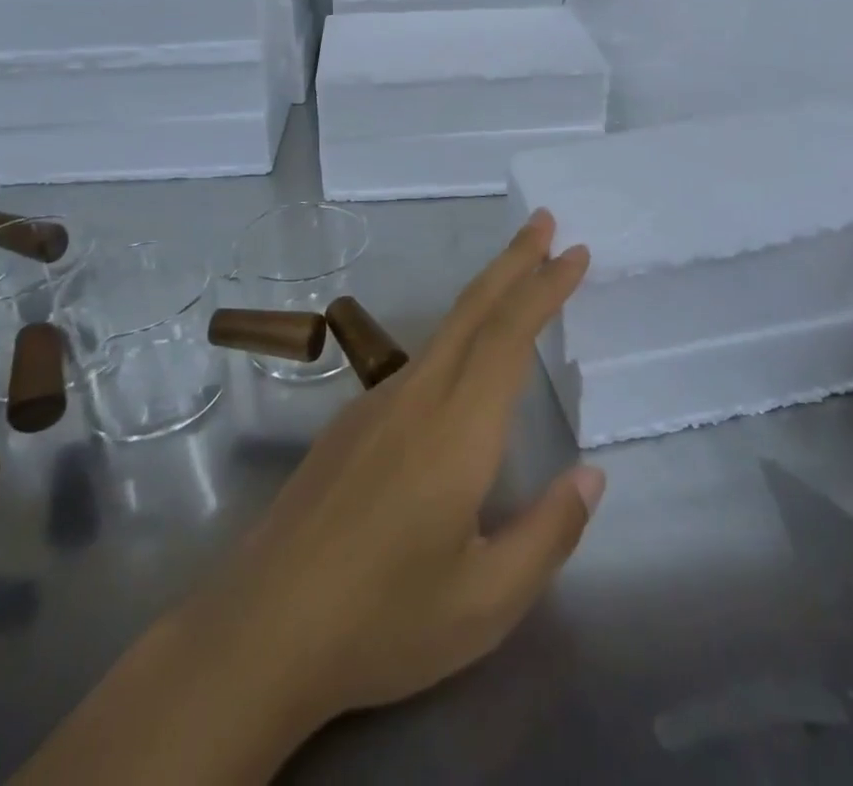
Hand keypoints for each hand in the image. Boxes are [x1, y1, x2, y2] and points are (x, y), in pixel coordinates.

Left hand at [180, 210, 602, 738]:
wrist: (260, 632)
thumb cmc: (382, 622)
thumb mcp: (486, 602)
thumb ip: (549, 534)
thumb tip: (592, 476)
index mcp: (458, 428)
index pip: (509, 335)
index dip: (544, 287)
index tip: (574, 252)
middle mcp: (417, 396)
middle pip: (473, 309)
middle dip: (513, 260)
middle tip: (543, 221)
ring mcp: (376, 405)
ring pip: (445, 330)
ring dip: (487, 293)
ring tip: (517, 278)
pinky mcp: (351, 424)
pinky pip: (419, 361)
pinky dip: (457, 335)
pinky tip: (463, 364)